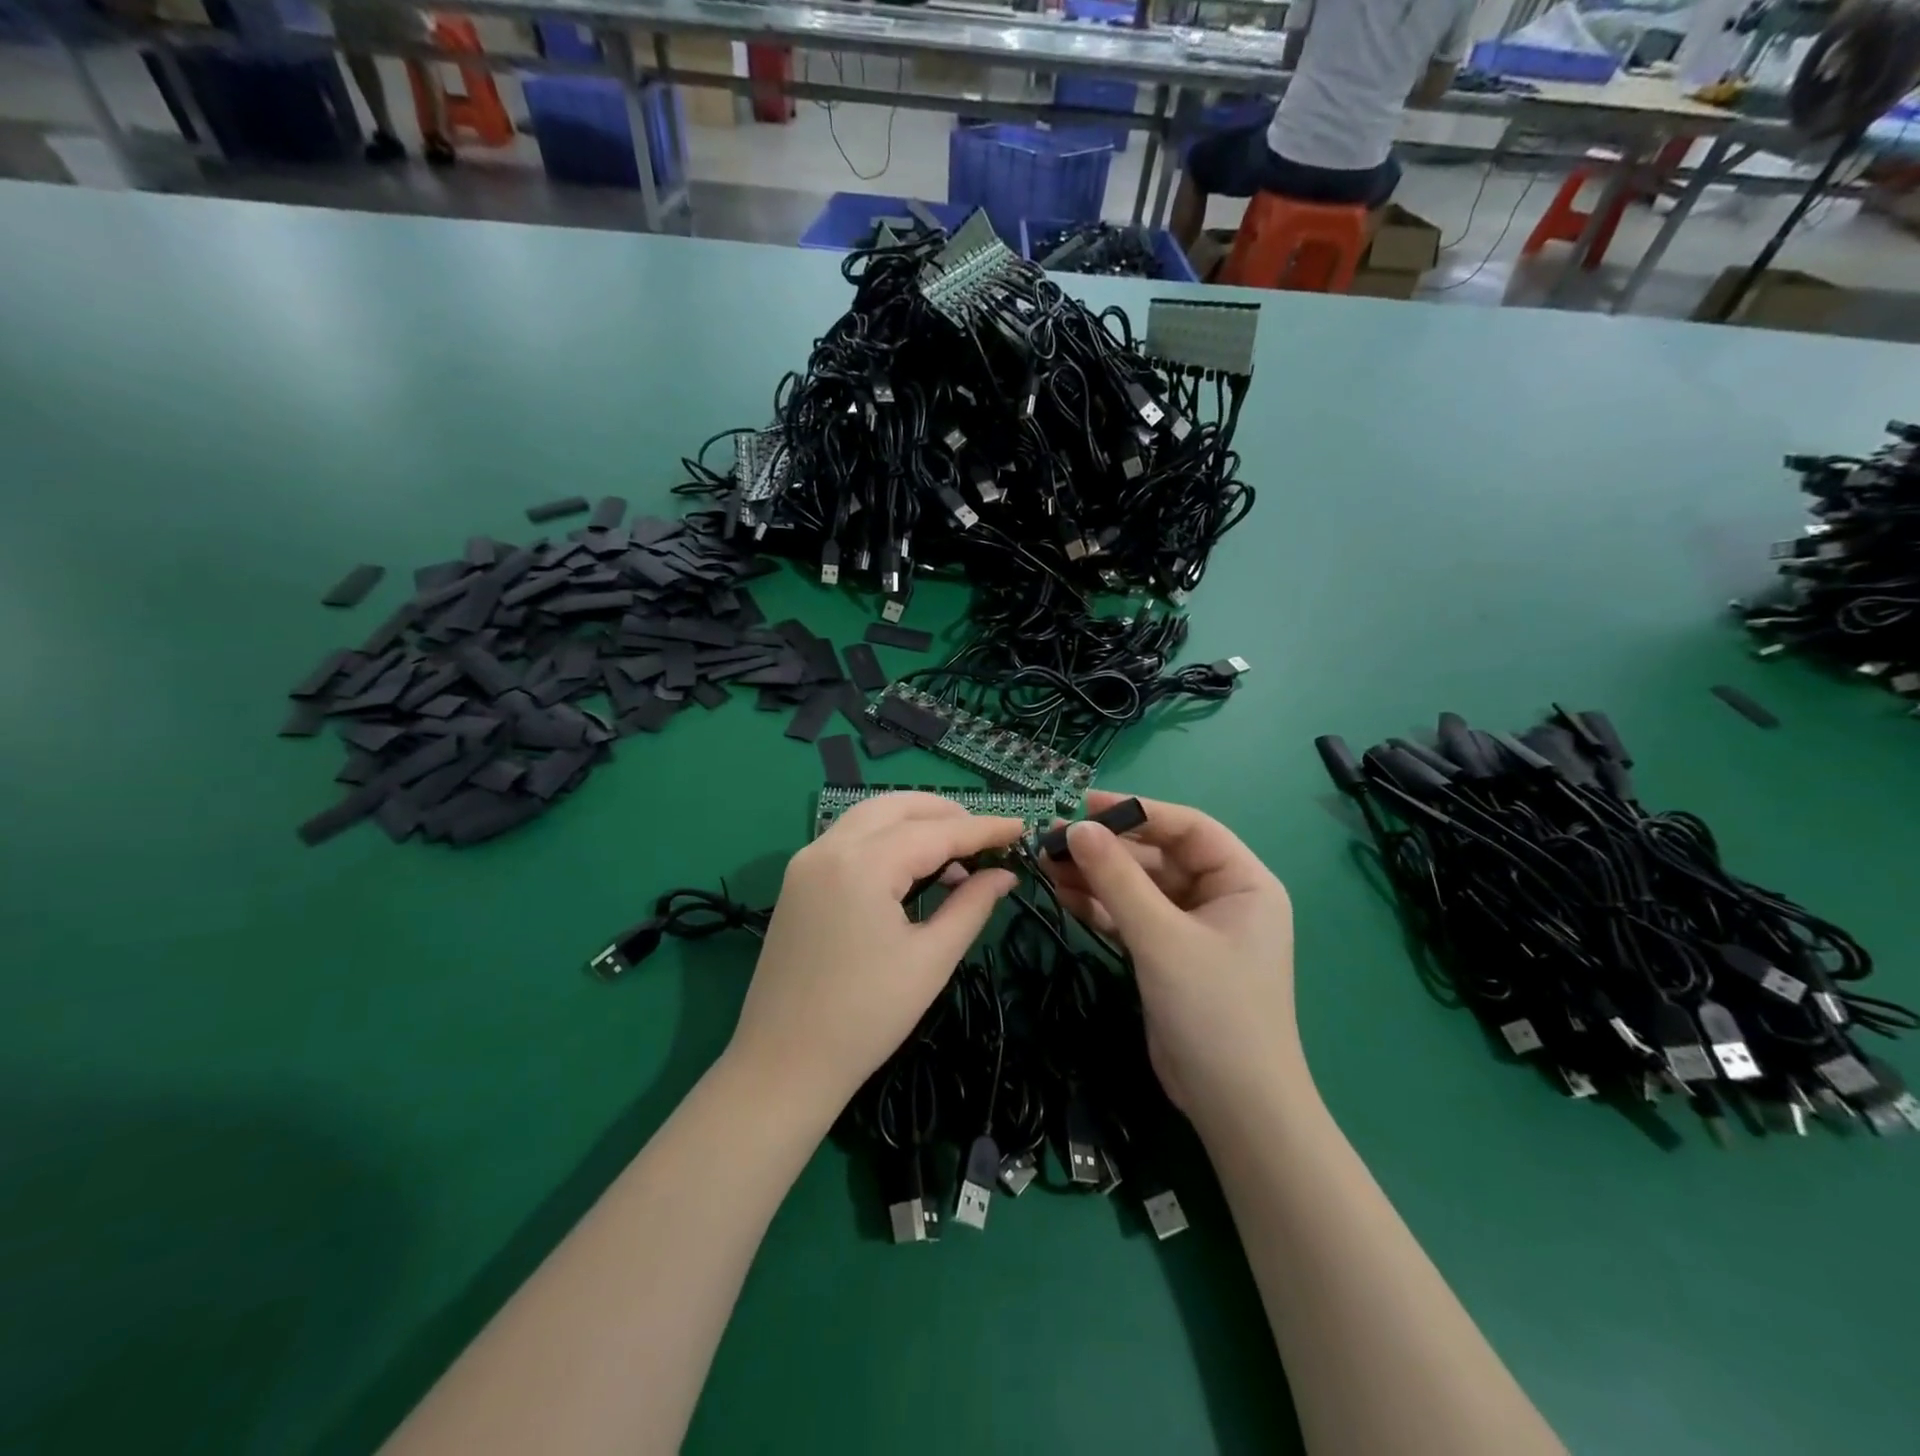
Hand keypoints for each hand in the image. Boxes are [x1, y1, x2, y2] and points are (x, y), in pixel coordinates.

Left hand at [727, 792, 1020, 1119]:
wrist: (783, 1065)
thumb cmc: (866, 1017)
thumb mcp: (931, 959)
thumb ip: (971, 905)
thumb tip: (1004, 874)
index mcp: (863, 863)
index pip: (936, 831)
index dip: (983, 828)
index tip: (1021, 827)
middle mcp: (829, 847)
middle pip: (897, 807)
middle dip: (946, 814)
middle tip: (986, 838)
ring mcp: (806, 861)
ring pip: (869, 816)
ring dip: (913, 822)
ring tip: (954, 855)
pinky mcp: (797, 880)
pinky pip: (849, 839)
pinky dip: (885, 839)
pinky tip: (911, 869)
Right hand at [1044, 791, 1296, 1119]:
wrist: (1233, 1106)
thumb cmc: (1213, 1009)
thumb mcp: (1161, 937)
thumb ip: (1117, 879)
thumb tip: (1076, 828)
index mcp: (1243, 881)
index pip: (1188, 827)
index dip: (1137, 811)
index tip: (1084, 806)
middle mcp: (1221, 897)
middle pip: (1158, 856)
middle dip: (1107, 849)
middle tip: (1053, 840)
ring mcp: (1193, 928)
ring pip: (1139, 888)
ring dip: (1097, 877)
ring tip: (1046, 864)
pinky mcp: (1169, 955)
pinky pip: (1132, 917)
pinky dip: (1100, 907)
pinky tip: (1063, 895)